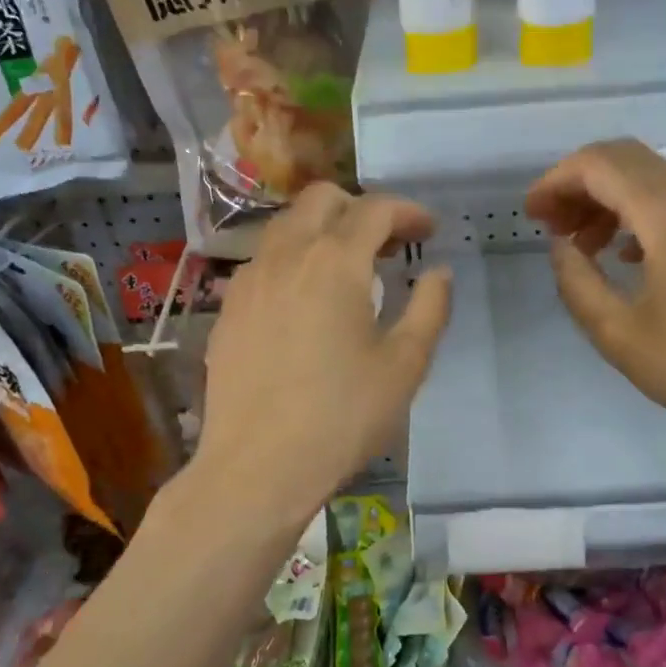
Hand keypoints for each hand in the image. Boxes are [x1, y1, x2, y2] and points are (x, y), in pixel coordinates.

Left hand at [189, 184, 452, 531]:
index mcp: (335, 262)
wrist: (258, 466)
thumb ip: (430, 308)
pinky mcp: (227, 310)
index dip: (408, 211)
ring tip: (348, 271)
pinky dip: (292, 261)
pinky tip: (305, 302)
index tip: (429, 231)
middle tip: (388, 245)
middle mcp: (285, 256)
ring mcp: (248, 281)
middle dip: (360, 209)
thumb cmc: (342, 416)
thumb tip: (438, 271)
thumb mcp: (405, 365)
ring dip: (322, 231)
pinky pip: (263, 262)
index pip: (375, 209)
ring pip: (286, 226)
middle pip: (321, 199)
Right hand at [525, 139, 665, 459]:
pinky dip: (640, 213)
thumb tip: (560, 246)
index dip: (556, 181)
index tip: (531, 215)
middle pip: (627, 159)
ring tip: (583, 246)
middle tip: (551, 226)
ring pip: (653, 178)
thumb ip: (577, 282)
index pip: (600, 164)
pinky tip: (627, 256)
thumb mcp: (618, 334)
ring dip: (609, 199)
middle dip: (579, 184)